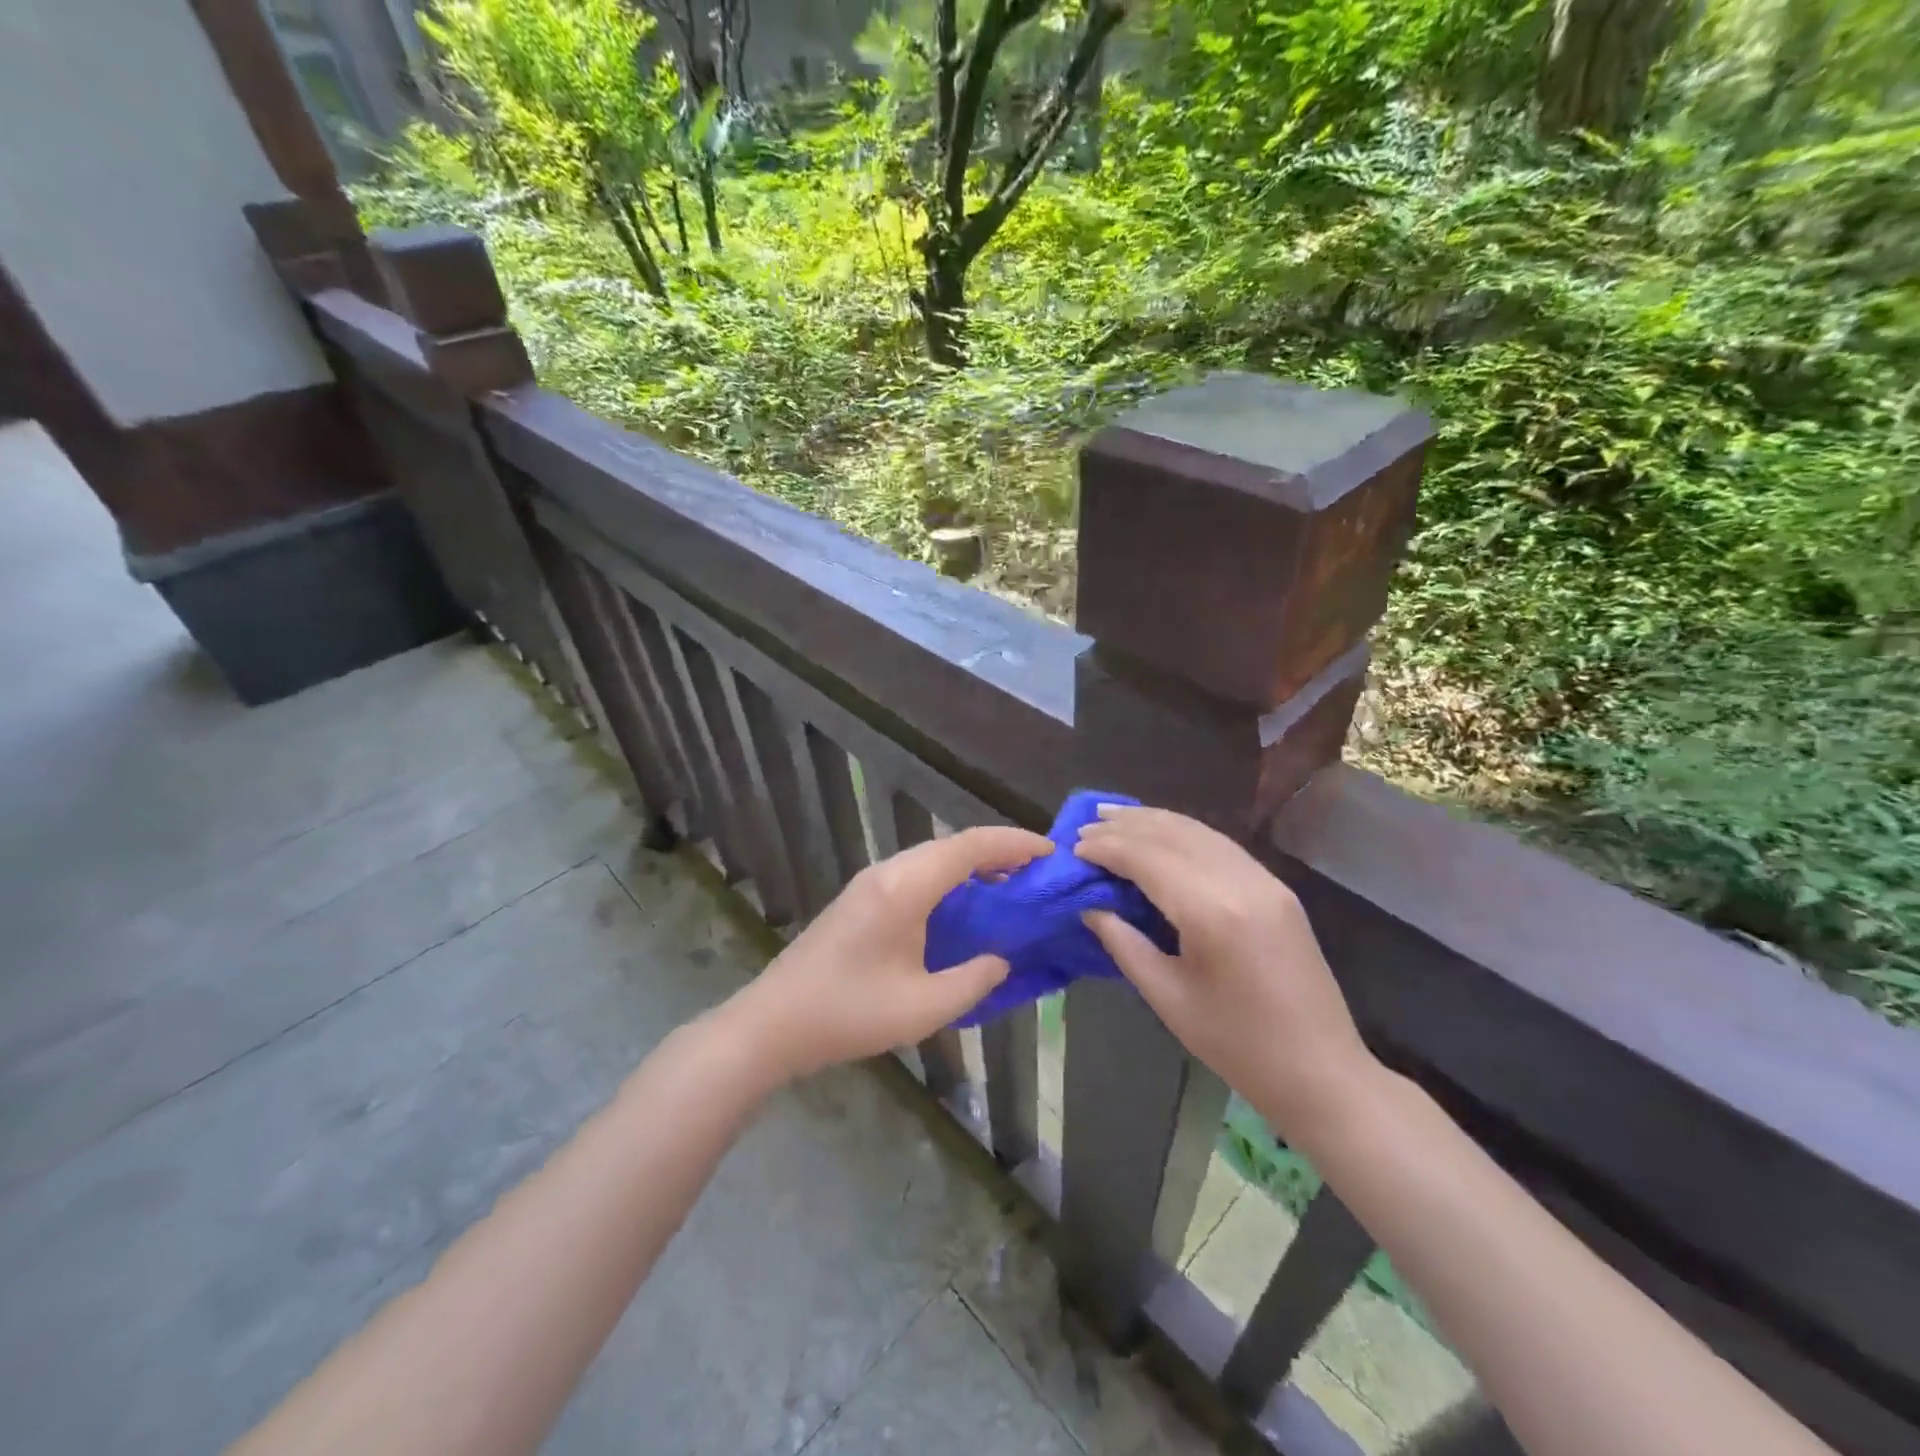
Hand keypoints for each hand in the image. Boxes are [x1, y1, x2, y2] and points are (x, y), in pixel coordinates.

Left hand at [724, 824, 1053, 1081]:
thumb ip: (974, 980)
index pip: (969, 847)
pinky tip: (965, 905)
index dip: (1013, 844)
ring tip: (1010, 885)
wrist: (774, 1022)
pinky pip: (917, 873)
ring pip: (933, 857)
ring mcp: (871, 882)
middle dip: (998, 851)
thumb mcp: (924, 1006)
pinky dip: (950, 879)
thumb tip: (1002, 959)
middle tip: (1038, 872)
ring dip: (972, 864)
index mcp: (905, 888)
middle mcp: (888, 872)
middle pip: (952, 845)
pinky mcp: (862, 898)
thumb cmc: (850, 1013)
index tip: (1050, 852)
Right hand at [1074, 805, 1377, 1144]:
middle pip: (1173, 834)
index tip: (1073, 847)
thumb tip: (1091, 906)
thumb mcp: (1168, 998)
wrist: (1321, 1071)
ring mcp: (1265, 880)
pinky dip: (1183, 833)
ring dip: (1154, 821)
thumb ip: (1124, 943)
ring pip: (1199, 832)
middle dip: (1126, 826)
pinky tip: (1161, 833)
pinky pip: (1220, 845)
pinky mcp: (1276, 888)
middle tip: (1085, 825)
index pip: (1148, 859)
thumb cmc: (1237, 1046)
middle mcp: (1241, 881)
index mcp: (1213, 912)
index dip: (1107, 848)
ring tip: (1114, 816)